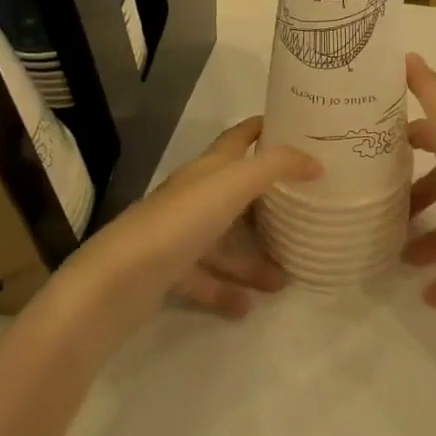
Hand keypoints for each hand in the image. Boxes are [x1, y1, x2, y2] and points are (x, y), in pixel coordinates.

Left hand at [65, 116, 320, 325]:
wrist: (119, 280)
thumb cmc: (181, 221)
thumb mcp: (234, 184)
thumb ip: (275, 167)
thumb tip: (315, 161)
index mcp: (208, 168)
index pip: (240, 136)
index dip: (265, 128)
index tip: (298, 129)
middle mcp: (194, 195)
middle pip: (237, 192)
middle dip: (271, 202)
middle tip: (306, 211)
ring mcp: (179, 234)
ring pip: (225, 241)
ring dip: (254, 257)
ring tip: (286, 277)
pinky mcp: (169, 271)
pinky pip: (206, 279)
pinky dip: (227, 290)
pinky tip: (249, 306)